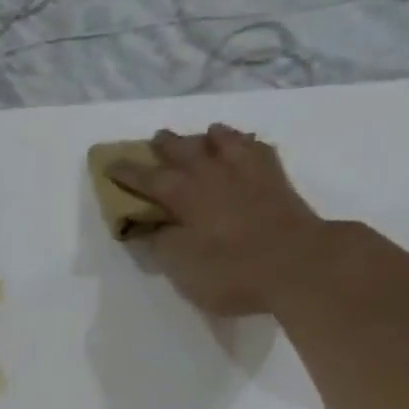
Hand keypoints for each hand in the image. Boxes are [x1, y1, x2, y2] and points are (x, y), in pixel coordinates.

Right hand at [110, 124, 339, 316]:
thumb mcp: (184, 269)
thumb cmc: (233, 272)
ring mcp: (248, 173)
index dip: (128, 173)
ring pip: (224, 141)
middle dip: (167, 145)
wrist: (298, 264)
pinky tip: (247, 147)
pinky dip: (247, 145)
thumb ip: (164, 244)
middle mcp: (214, 175)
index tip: (110, 165)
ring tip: (205, 135)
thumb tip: (151, 227)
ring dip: (209, 137)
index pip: (149, 179)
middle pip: (185, 150)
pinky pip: (258, 150)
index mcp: (186, 197)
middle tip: (156, 140)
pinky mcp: (277, 180)